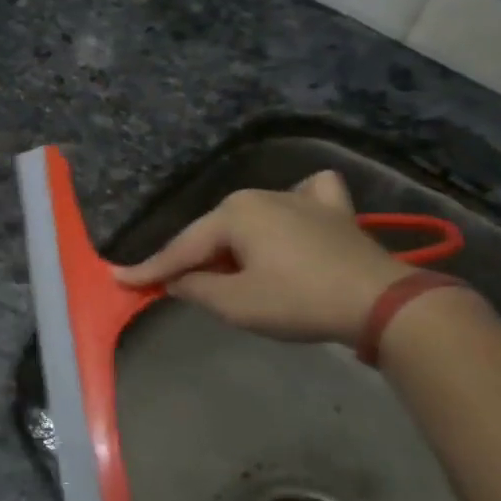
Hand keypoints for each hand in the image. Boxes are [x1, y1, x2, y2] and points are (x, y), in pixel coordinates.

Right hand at [114, 171, 413, 345]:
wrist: (381, 302)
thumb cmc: (298, 301)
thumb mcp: (236, 305)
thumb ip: (196, 289)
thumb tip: (176, 280)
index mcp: (233, 213)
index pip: (182, 248)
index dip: (150, 269)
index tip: (119, 279)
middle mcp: (261, 195)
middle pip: (214, 231)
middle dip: (198, 258)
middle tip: (182, 286)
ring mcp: (301, 197)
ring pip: (252, 216)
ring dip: (238, 242)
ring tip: (237, 269)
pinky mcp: (334, 209)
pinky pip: (304, 197)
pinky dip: (294, 207)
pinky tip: (295, 217)